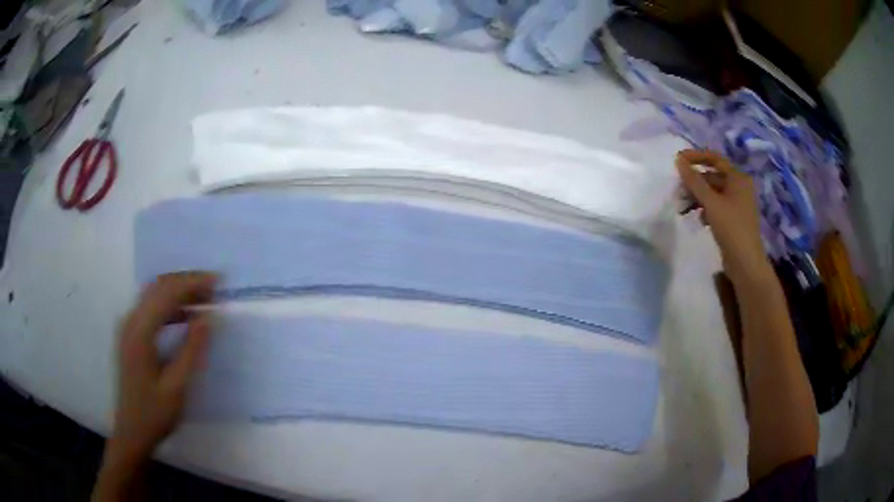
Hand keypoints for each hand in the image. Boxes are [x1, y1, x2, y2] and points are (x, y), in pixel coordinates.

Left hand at [110, 271, 216, 458]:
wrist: (131, 432)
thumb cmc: (155, 413)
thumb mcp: (177, 386)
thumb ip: (192, 349)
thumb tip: (208, 317)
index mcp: (140, 331)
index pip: (167, 293)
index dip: (193, 283)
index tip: (218, 281)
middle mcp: (131, 321)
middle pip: (158, 287)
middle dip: (186, 282)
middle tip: (214, 288)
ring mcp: (128, 327)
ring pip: (153, 295)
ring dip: (178, 292)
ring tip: (204, 299)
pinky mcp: (130, 336)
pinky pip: (150, 308)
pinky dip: (169, 305)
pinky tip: (185, 316)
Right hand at [676, 149, 772, 285]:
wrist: (746, 263)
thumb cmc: (731, 228)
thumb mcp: (711, 202)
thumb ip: (694, 181)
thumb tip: (679, 161)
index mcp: (738, 178)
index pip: (715, 158)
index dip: (696, 157)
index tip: (678, 161)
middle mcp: (740, 186)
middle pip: (713, 177)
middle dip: (694, 183)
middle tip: (678, 192)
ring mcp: (738, 203)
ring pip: (713, 193)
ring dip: (697, 197)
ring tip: (683, 208)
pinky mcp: (734, 218)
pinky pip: (717, 205)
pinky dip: (706, 208)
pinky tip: (699, 219)